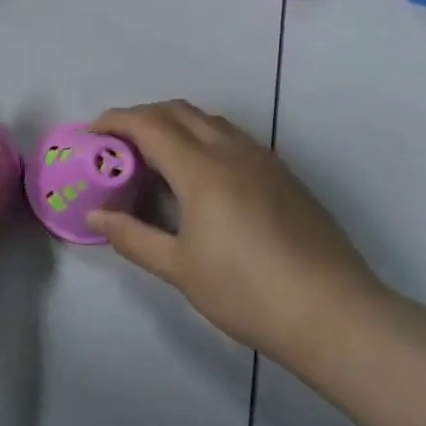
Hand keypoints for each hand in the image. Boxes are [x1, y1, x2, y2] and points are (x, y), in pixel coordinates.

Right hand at [86, 101, 389, 354]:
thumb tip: (94, 217)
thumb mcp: (178, 268)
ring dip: (174, 125)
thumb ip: (132, 236)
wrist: (334, 314)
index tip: (91, 133)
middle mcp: (232, 151)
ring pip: (209, 120)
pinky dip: (202, 138)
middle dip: (141, 117)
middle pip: (178, 111)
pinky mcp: (284, 175)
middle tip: (117, 145)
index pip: (149, 124)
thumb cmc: (247, 292)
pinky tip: (199, 178)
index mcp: (202, 169)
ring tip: (154, 158)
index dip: (114, 121)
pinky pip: (232, 138)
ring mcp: (264, 160)